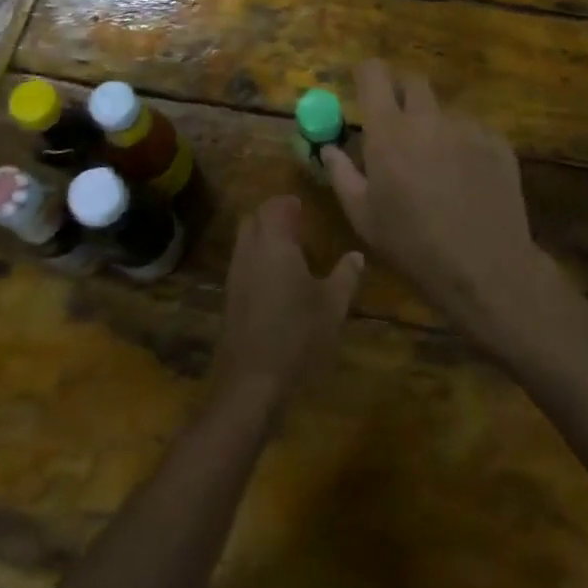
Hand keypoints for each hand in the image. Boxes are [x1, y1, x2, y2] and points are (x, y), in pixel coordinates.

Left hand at [211, 195, 362, 411]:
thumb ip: (346, 275)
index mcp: (274, 243)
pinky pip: (243, 264)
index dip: (289, 203)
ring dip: (264, 238)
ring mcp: (235, 275)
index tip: (306, 209)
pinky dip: (258, 260)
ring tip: (293, 253)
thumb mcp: (332, 306)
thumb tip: (357, 255)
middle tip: (300, 227)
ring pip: (246, 241)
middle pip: (255, 218)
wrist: (251, 384)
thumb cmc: (297, 336)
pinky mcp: (230, 298)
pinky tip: (279, 283)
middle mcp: (249, 251)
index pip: (275, 205)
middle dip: (274, 216)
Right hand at [323, 59, 548, 344]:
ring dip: (434, 125)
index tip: (364, 85)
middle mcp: (428, 118)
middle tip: (398, 125)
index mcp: (389, 130)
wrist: (484, 266)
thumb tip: (329, 148)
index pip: (374, 74)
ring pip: (444, 110)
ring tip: (438, 166)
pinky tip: (467, 179)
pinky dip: (464, 145)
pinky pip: (473, 130)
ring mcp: (467, 126)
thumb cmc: (412, 244)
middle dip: (402, 94)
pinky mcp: (497, 141)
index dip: (367, 74)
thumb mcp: (363, 216)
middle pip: (413, 82)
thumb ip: (341, 174)